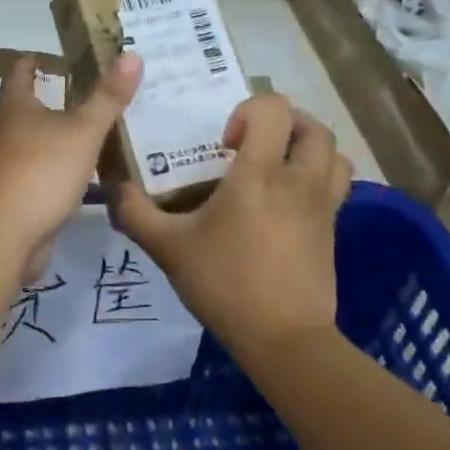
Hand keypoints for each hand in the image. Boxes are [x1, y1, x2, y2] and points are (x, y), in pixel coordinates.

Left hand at [0, 52, 141, 277]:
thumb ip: (108, 97)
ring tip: (93, 132)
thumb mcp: (83, 131)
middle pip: (27, 106)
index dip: (37, 60)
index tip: (59, 56)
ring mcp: (6, 165)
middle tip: (91, 93)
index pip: (21, 71)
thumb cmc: (41, 171)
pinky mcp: (14, 195)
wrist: (4, 235)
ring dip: (58, 136)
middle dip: (54, 98)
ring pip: (35, 141)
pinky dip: (58, 168)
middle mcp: (4, 131)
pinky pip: (39, 172)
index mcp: (15, 107)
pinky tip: (83, 175)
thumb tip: (132, 55)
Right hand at [109, 92, 350, 359]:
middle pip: (313, 126)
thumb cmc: (225, 284)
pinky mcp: (332, 230)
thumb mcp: (168, 248)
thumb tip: (113, 189)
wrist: (284, 340)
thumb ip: (135, 213)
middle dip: (284, 124)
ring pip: (333, 153)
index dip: (249, 110)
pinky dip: (318, 179)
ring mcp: (322, 206)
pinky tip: (287, 202)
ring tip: (277, 166)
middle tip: (254, 145)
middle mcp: (298, 180)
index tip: (226, 143)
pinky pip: (337, 186)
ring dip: (307, 149)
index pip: (273, 108)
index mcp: (260, 173)